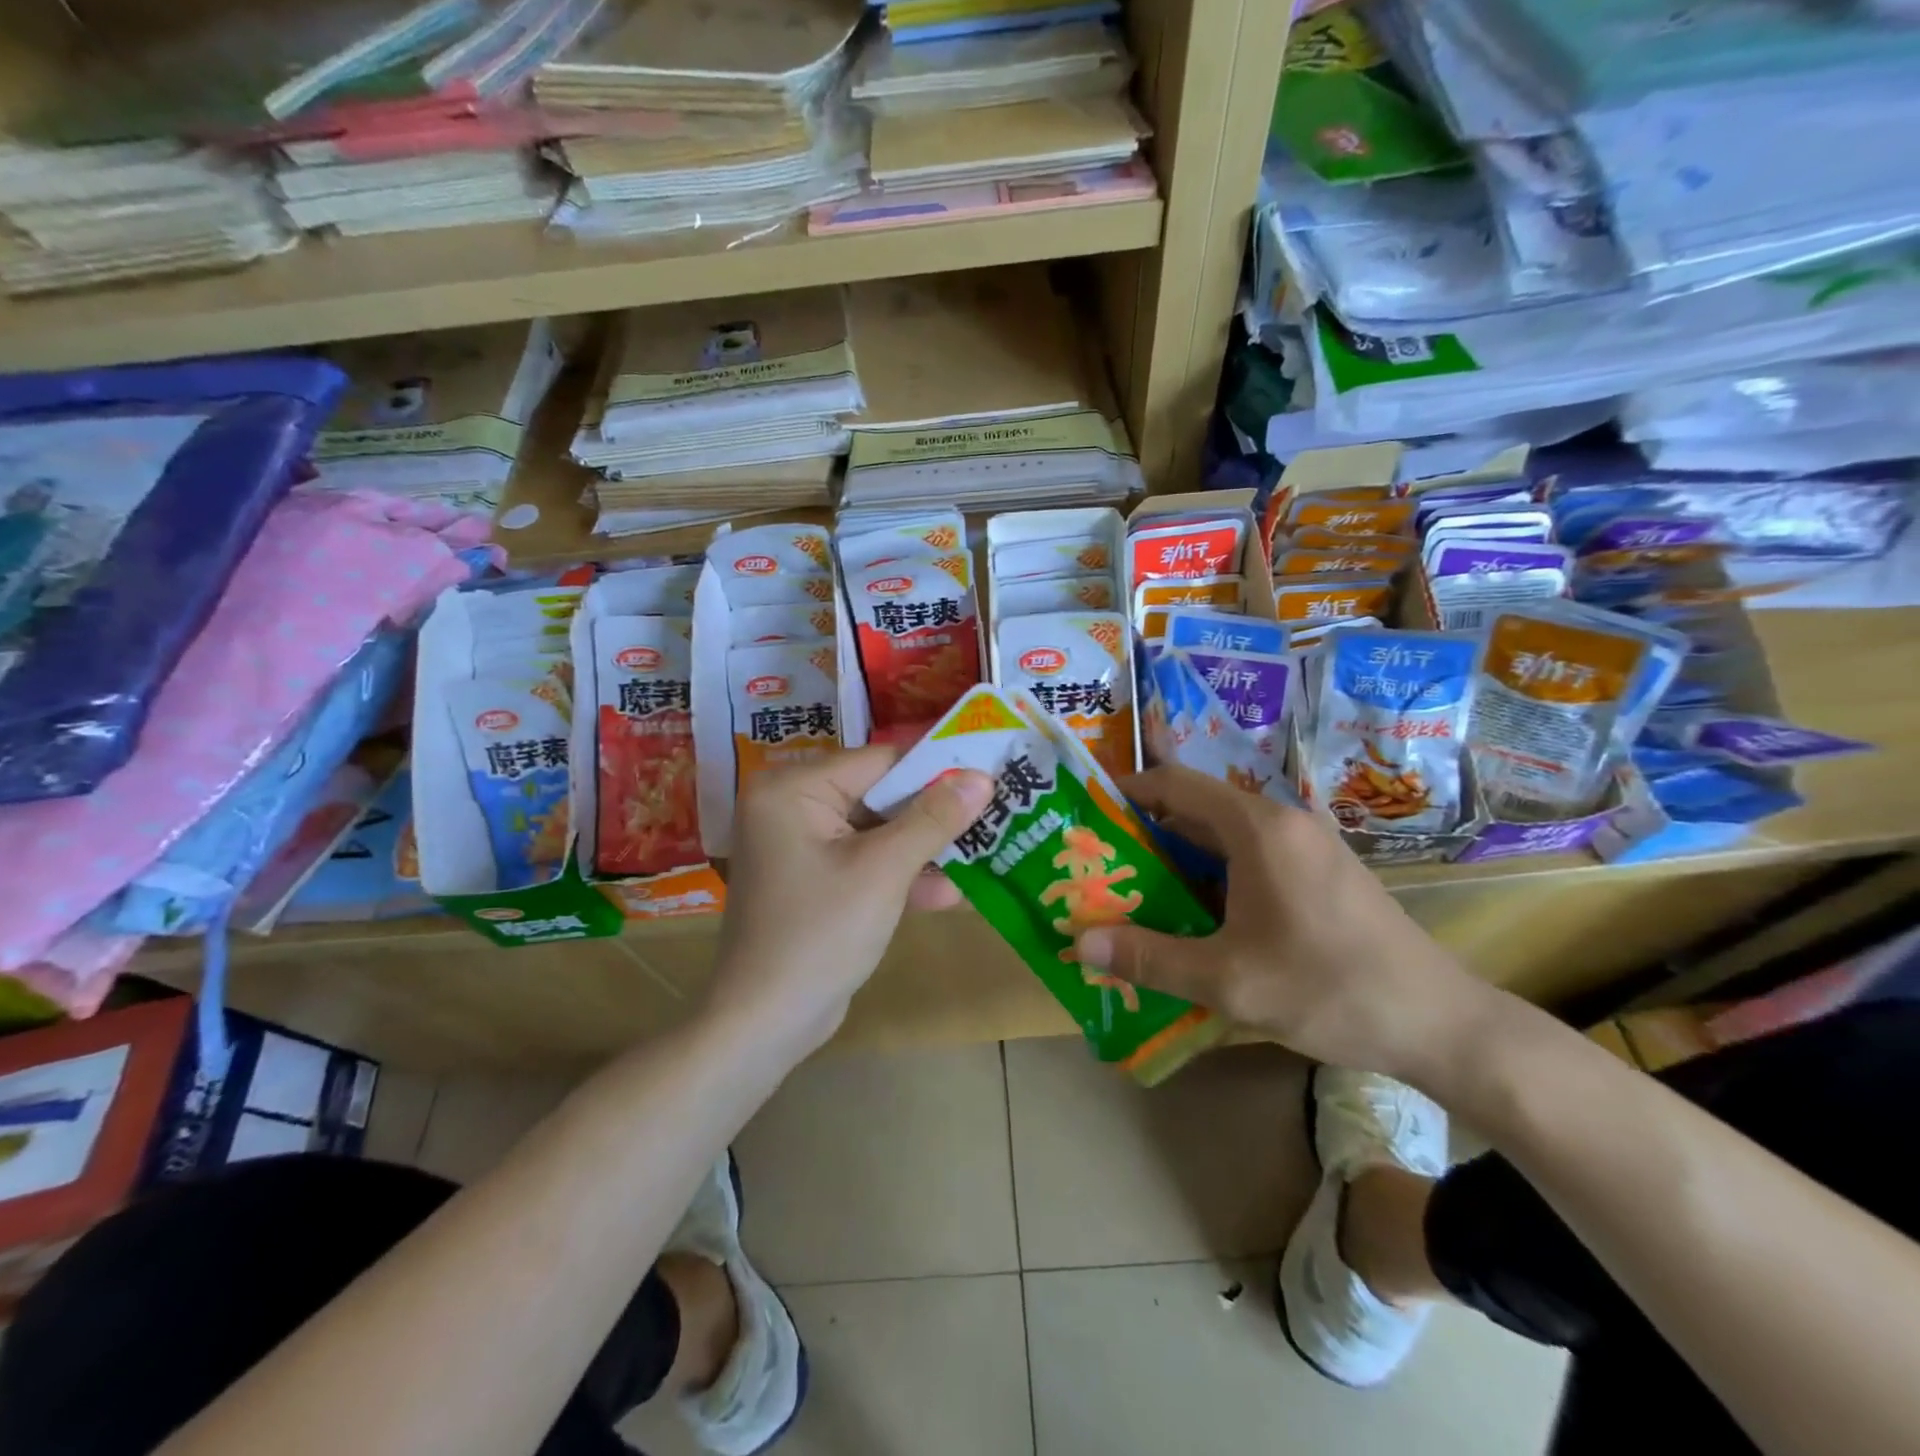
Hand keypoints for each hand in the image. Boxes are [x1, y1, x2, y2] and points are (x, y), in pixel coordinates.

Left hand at [709, 746, 993, 1059]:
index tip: (988, 774)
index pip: (879, 761)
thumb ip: (933, 819)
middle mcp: (791, 807)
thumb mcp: (884, 870)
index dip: (936, 769)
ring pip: (877, 832)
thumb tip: (981, 777)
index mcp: (794, 789)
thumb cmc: (820, 933)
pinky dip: (899, 876)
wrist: (764, 1024)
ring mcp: (800, 847)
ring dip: (923, 850)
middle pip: (879, 796)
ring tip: (981, 854)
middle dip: (932, 815)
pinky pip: (864, 863)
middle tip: (991, 814)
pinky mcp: (813, 881)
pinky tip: (947, 895)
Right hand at [1074, 766, 1504, 1084]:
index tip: (1091, 813)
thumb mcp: (1229, 980)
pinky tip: (1198, 916)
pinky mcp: (1323, 873)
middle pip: (1199, 809)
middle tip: (1105, 863)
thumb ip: (1150, 957)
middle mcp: (1283, 823)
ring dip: (1181, 859)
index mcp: (1259, 828)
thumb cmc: (1328, 988)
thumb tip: (1080, 943)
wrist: (1440, 1022)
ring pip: (1226, 837)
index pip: (1177, 784)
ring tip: (1139, 892)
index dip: (1129, 792)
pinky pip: (1253, 857)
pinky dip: (1215, 875)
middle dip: (1148, 833)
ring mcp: (1309, 846)